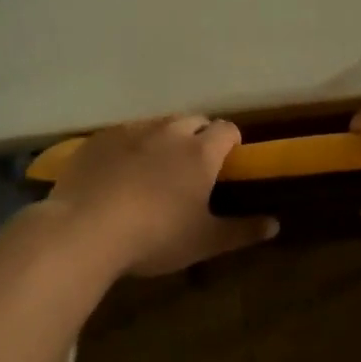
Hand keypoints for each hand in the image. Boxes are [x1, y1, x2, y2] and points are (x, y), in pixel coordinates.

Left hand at [46, 116, 276, 276]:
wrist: (85, 230)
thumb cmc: (156, 236)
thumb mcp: (205, 241)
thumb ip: (242, 231)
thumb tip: (275, 225)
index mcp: (201, 152)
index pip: (227, 129)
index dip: (231, 141)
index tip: (229, 160)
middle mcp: (169, 132)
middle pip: (193, 120)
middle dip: (198, 136)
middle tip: (192, 166)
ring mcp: (131, 131)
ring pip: (157, 124)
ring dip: (164, 138)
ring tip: (155, 168)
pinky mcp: (99, 139)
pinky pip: (123, 134)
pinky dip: (129, 146)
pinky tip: (119, 171)